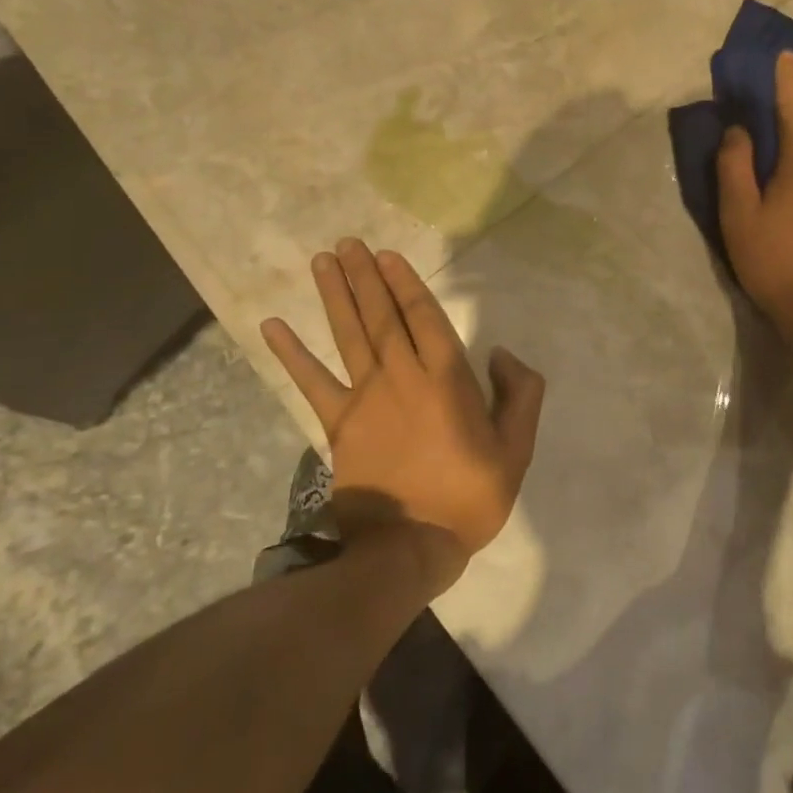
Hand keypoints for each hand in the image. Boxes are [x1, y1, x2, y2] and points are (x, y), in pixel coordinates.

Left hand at [260, 239, 544, 593]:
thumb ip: (520, 394)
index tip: (387, 255)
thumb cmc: (469, 497)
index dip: (404, 282)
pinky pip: (311, 382)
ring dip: (336, 295)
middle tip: (349, 243)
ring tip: (324, 260)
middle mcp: (402, 376)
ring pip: (349, 335)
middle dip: (366, 276)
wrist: (409, 549)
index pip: (423, 316)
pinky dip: (291, 353)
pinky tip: (272, 325)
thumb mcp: (516, 448)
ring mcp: (365, 398)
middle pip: (381, 315)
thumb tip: (500, 354)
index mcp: (446, 378)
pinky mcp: (338, 424)